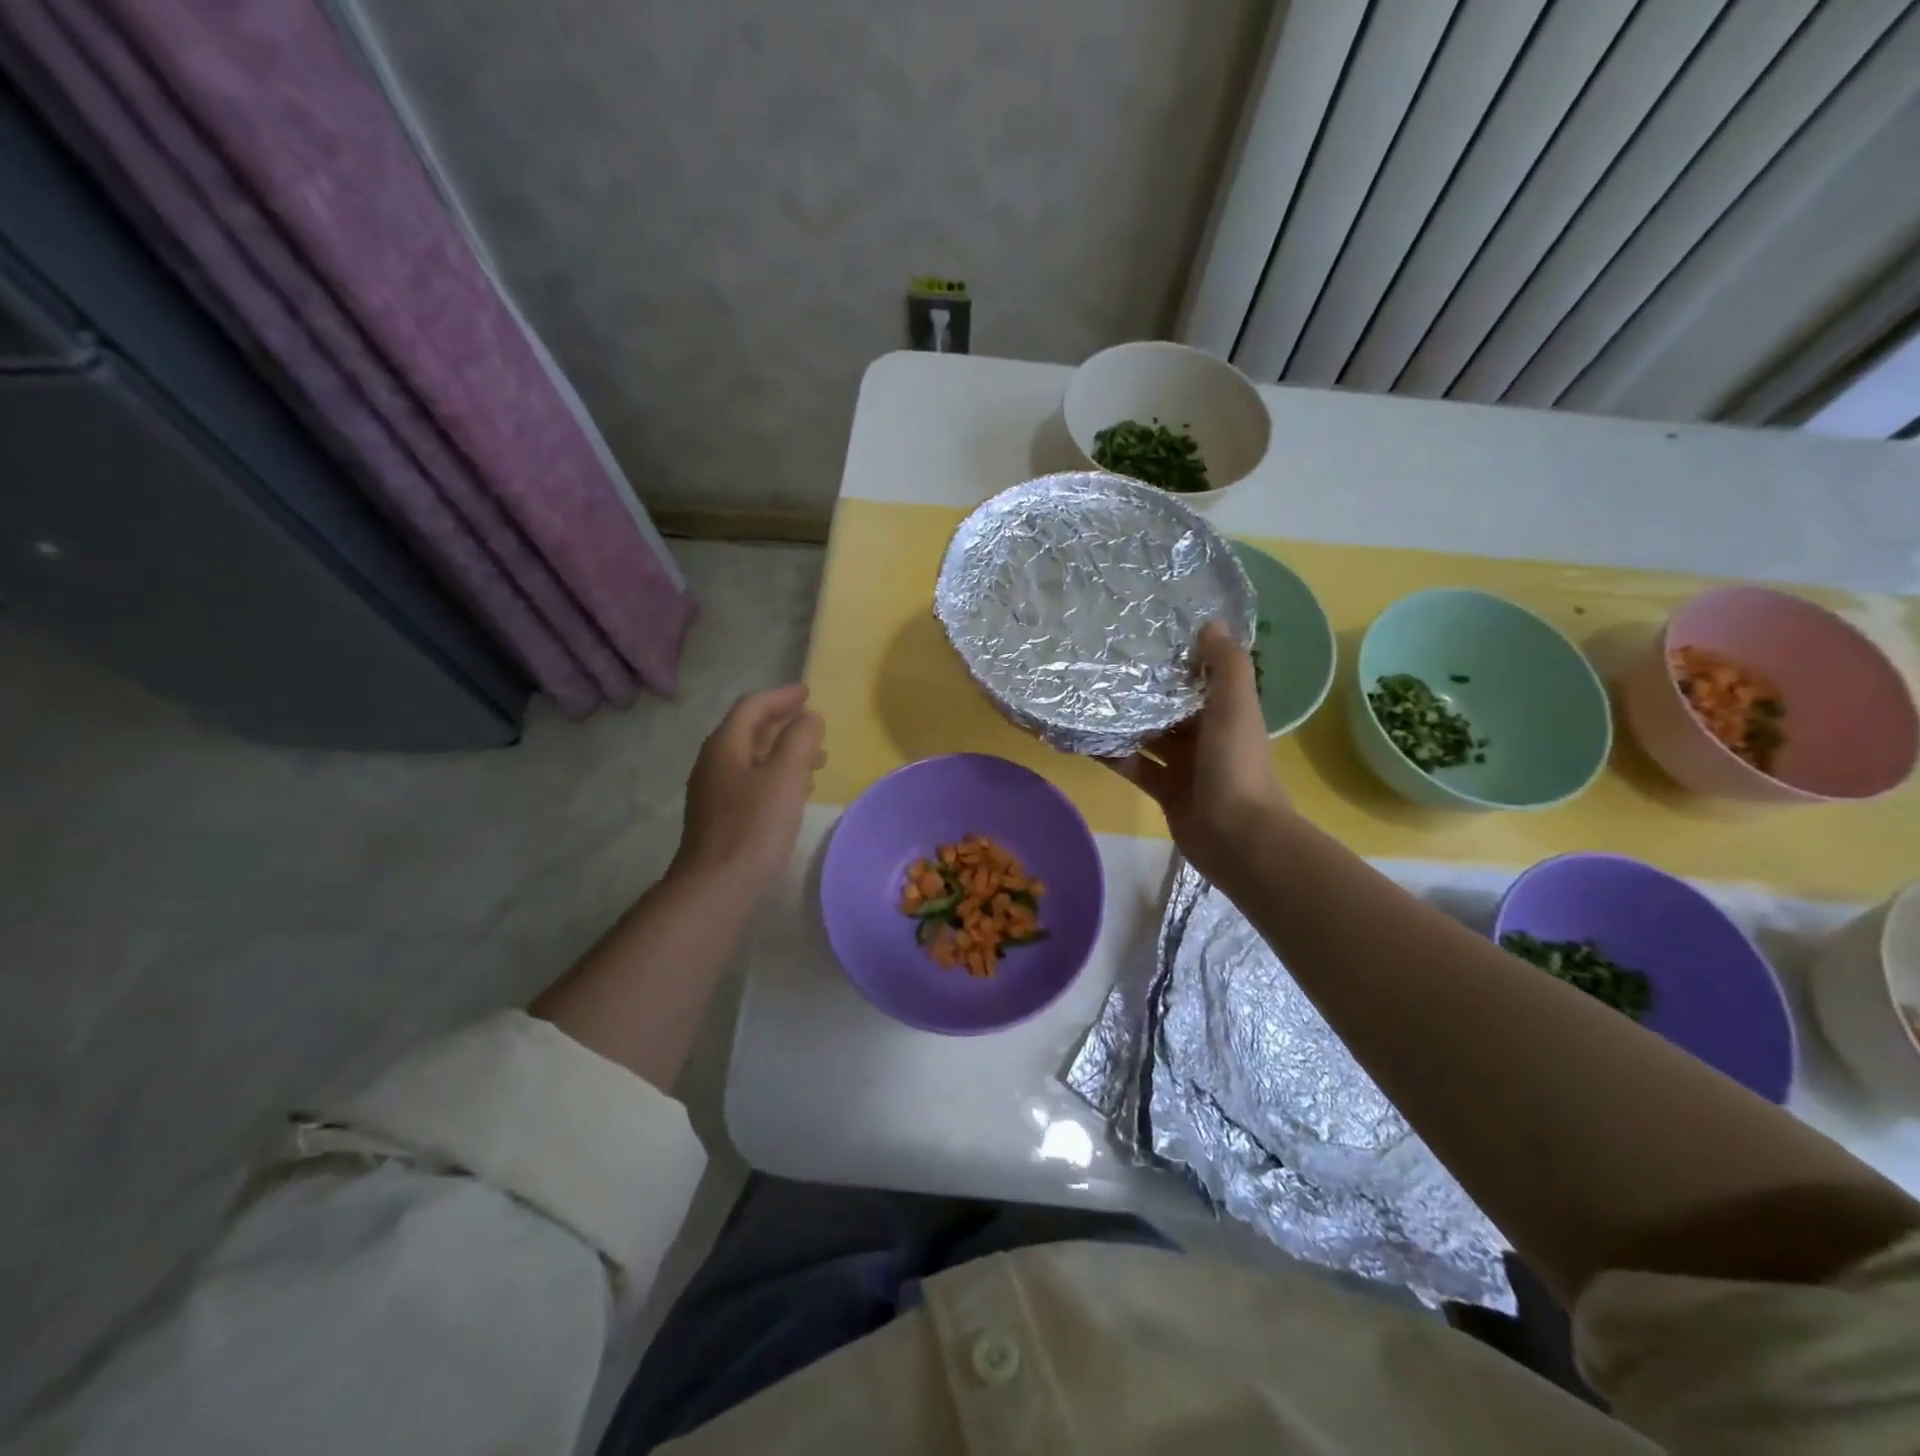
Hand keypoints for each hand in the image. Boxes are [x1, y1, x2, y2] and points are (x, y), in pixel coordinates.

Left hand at [672, 684, 825, 895]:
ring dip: (784, 753)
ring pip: (753, 759)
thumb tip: (809, 719)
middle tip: (816, 728)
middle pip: (750, 731)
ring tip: (816, 762)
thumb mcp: (785, 775)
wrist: (718, 886)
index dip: (782, 696)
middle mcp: (714, 763)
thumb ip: (800, 740)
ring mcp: (714, 792)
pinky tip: (795, 794)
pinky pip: (752, 782)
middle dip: (785, 725)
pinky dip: (776, 777)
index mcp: (725, 746)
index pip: (753, 707)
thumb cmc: (755, 826)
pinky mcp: (721, 817)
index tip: (808, 692)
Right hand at [1104, 621, 1289, 880]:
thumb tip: (1211, 623)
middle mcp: (1207, 736)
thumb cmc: (1237, 765)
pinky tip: (1086, 739)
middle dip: (1144, 690)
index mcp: (1228, 713)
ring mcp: (1185, 766)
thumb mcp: (1235, 707)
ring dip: (1125, 721)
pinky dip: (1114, 756)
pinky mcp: (1165, 791)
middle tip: (1104, 662)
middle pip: (1171, 707)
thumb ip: (1226, 666)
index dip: (1177, 659)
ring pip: (1150, 737)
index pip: (1200, 679)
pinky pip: (1135, 767)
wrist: (1238, 837)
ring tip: (1087, 696)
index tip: (1145, 635)